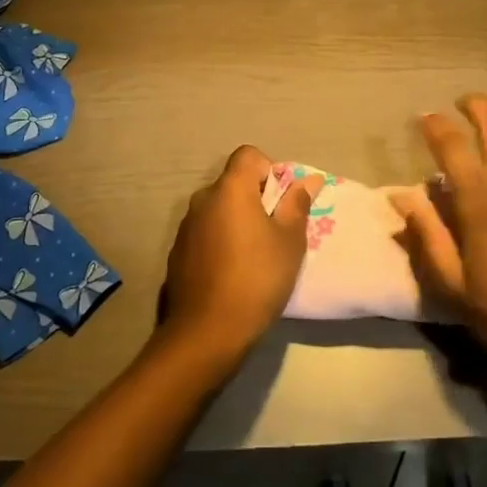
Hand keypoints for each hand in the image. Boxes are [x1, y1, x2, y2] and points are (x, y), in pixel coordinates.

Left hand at [160, 146, 321, 364]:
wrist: (207, 331)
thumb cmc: (257, 278)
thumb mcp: (289, 241)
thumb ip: (297, 204)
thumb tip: (308, 180)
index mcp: (230, 189)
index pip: (248, 155)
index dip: (269, 171)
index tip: (280, 203)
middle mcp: (203, 199)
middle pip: (233, 183)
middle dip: (255, 200)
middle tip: (273, 233)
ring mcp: (186, 226)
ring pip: (218, 210)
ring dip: (235, 222)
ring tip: (252, 257)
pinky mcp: (177, 252)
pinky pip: (204, 233)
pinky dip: (218, 242)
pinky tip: (229, 274)